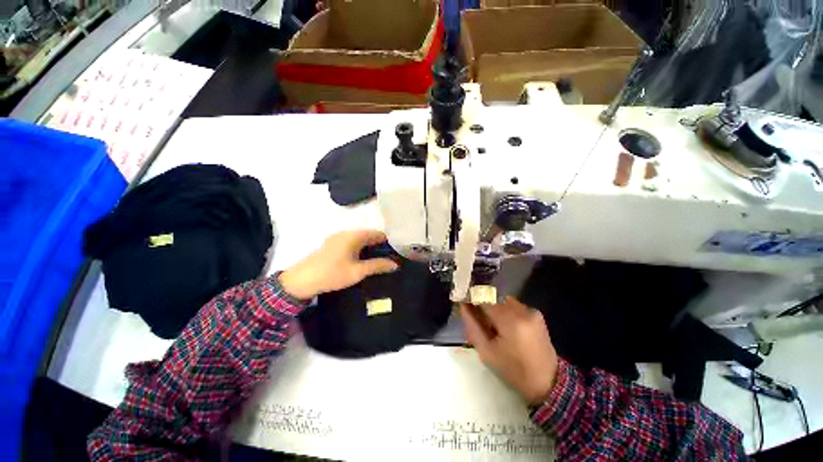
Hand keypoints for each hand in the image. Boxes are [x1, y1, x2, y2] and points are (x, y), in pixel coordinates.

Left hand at [279, 230, 398, 299]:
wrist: (300, 281)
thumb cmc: (332, 274)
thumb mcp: (357, 272)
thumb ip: (377, 266)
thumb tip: (395, 264)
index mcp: (354, 236)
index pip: (378, 234)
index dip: (389, 242)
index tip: (397, 252)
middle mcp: (346, 233)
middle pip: (369, 236)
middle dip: (380, 246)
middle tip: (389, 260)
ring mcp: (337, 238)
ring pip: (360, 240)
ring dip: (370, 249)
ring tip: (378, 262)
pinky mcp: (332, 245)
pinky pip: (351, 244)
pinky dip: (360, 250)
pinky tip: (362, 261)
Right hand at [461, 297, 558, 404]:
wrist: (548, 383)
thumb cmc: (513, 371)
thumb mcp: (486, 352)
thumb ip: (472, 325)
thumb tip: (463, 305)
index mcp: (510, 321)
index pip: (484, 297)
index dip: (472, 297)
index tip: (463, 300)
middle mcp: (522, 310)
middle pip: (494, 296)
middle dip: (483, 303)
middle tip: (476, 316)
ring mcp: (532, 311)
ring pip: (503, 299)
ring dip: (494, 307)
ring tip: (492, 324)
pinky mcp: (537, 313)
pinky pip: (514, 305)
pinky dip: (505, 311)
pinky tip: (506, 326)